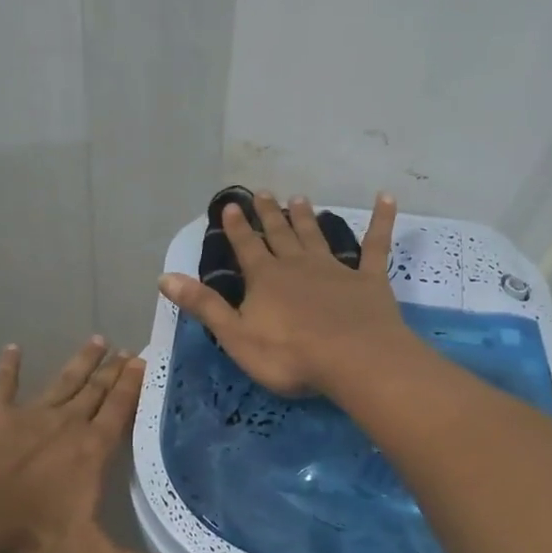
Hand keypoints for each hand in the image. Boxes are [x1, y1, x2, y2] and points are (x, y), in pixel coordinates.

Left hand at [0, 338, 196, 552]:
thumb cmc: (29, 537)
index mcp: (91, 451)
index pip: (119, 412)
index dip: (132, 386)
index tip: (144, 359)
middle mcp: (66, 425)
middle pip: (94, 392)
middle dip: (112, 370)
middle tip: (126, 347)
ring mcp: (28, 415)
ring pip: (62, 382)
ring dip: (79, 363)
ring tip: (96, 339)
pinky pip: (4, 385)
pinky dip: (8, 368)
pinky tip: (11, 348)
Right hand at [158, 190, 412, 397]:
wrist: (354, 359)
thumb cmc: (289, 355)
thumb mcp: (235, 335)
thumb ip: (203, 305)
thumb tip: (165, 277)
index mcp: (265, 279)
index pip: (246, 247)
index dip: (236, 228)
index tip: (230, 206)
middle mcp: (297, 265)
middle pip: (279, 234)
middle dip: (269, 215)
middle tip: (263, 192)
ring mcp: (335, 269)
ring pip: (316, 236)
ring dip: (306, 218)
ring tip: (300, 198)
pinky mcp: (369, 280)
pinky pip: (375, 245)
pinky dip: (381, 220)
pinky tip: (386, 198)